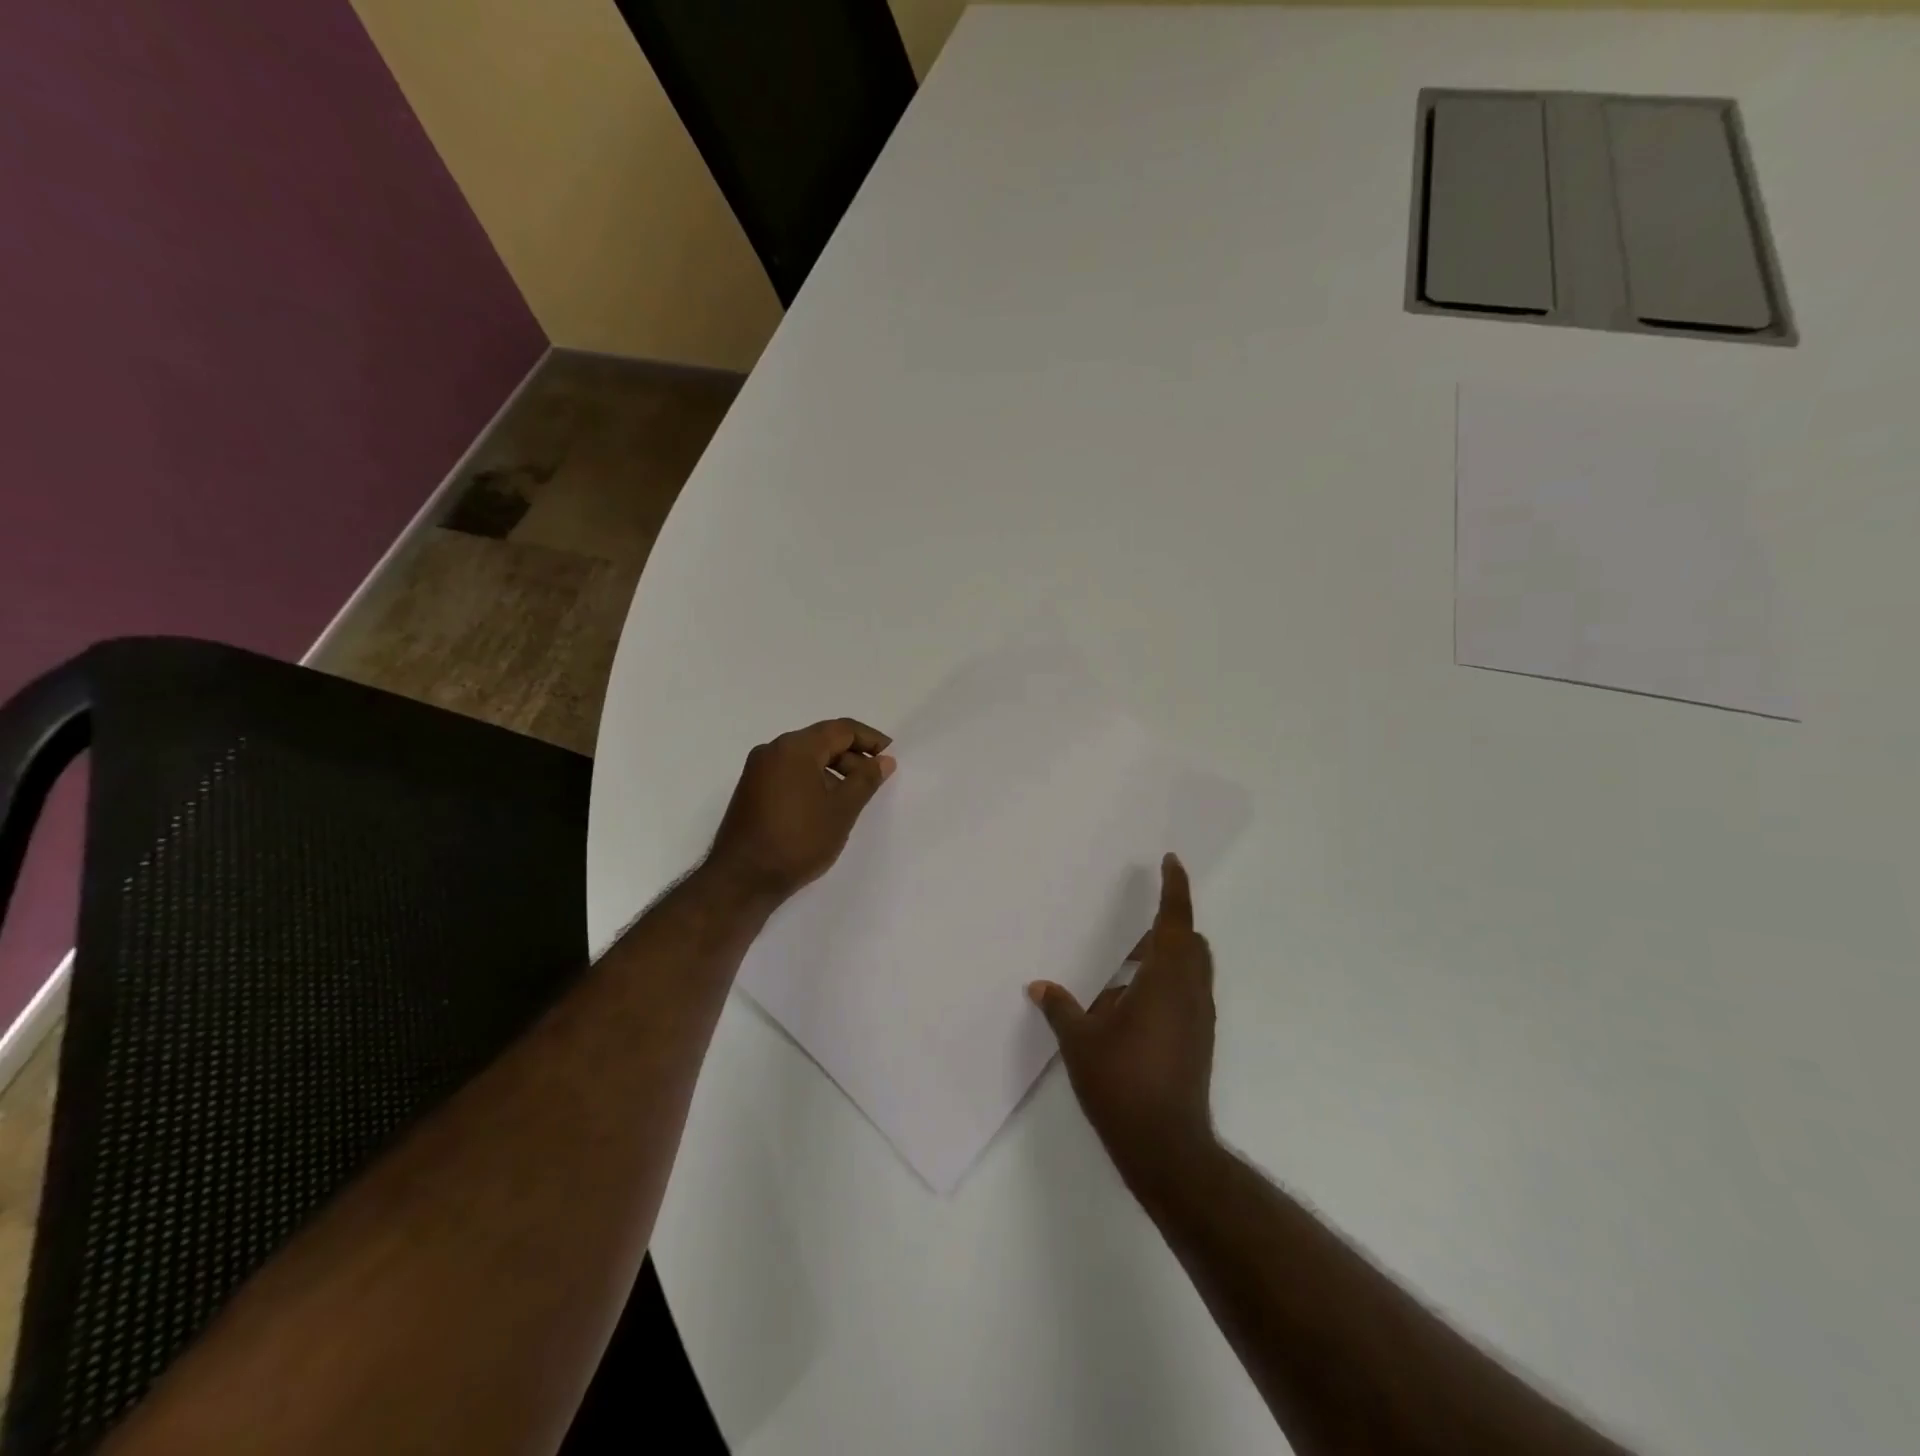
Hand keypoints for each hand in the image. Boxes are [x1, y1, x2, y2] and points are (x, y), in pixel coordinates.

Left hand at [705, 719, 895, 904]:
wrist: (742, 880)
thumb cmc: (798, 841)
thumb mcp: (841, 810)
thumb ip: (866, 780)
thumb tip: (884, 760)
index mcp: (795, 748)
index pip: (841, 729)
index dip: (870, 739)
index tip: (891, 756)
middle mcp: (772, 750)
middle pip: (821, 741)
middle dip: (852, 757)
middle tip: (875, 781)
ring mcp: (757, 770)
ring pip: (805, 759)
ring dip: (833, 771)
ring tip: (854, 798)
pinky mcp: (751, 790)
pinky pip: (789, 773)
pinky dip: (812, 781)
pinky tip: (826, 807)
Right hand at [1030, 854, 1216, 1186]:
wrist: (1166, 1147)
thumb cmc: (1122, 1083)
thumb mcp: (1080, 1042)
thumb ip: (1060, 1007)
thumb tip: (1038, 986)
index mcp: (1165, 980)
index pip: (1175, 921)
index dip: (1175, 888)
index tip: (1171, 861)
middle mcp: (1189, 993)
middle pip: (1190, 942)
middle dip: (1169, 924)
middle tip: (1137, 920)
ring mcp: (1199, 1019)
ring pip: (1192, 970)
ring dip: (1167, 957)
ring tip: (1127, 966)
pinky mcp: (1199, 1041)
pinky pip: (1187, 995)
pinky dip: (1167, 984)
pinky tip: (1132, 1006)